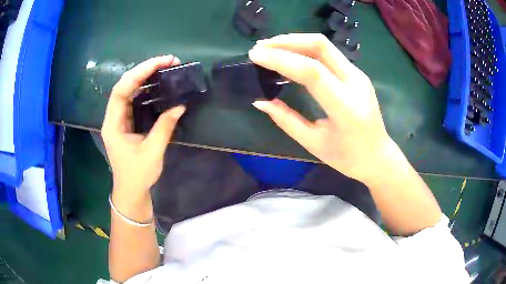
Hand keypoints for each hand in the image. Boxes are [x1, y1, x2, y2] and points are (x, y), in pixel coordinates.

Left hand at [102, 55, 184, 199]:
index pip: (121, 89)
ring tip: (165, 69)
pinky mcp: (126, 123)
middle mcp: (113, 117)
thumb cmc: (138, 175)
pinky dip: (146, 90)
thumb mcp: (152, 152)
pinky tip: (158, 85)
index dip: (139, 73)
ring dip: (145, 77)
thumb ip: (165, 127)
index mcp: (113, 124)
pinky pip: (134, 100)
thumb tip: (180, 105)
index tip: (161, 63)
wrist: (131, 191)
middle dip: (145, 70)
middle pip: (124, 85)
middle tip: (168, 62)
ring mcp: (119, 119)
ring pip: (129, 91)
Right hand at [249, 34, 394, 182]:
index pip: (311, 71)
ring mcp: (358, 75)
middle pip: (320, 46)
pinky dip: (306, 50)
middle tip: (261, 47)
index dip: (281, 59)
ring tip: (270, 47)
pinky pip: (329, 53)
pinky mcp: (356, 73)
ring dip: (295, 42)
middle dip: (287, 41)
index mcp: (345, 106)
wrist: (378, 156)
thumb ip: (286, 120)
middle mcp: (355, 82)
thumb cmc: (348, 157)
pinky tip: (291, 55)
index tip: (256, 55)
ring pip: (324, 45)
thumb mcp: (314, 143)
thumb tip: (260, 102)